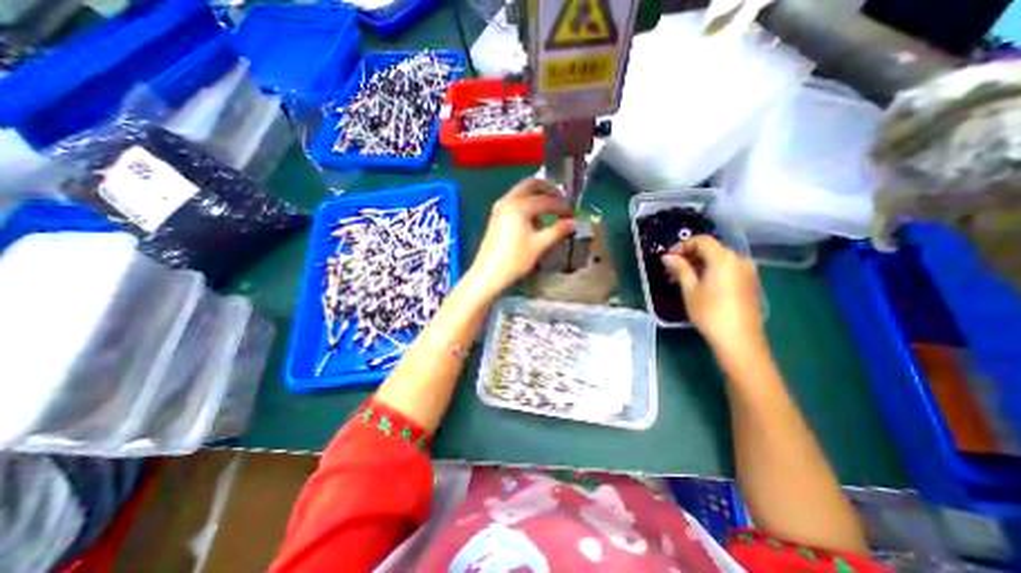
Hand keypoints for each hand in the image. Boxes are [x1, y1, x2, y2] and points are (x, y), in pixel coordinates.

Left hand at [463, 179, 572, 298]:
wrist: (488, 274)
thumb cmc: (515, 260)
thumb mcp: (539, 245)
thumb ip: (557, 231)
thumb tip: (574, 222)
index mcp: (519, 205)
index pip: (546, 200)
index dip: (562, 206)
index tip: (573, 214)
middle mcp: (508, 200)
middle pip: (531, 184)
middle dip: (548, 190)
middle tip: (562, 200)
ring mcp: (500, 207)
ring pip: (521, 191)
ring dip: (537, 195)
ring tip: (551, 209)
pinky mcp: (496, 215)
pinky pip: (514, 200)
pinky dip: (527, 203)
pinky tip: (534, 218)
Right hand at [657, 236, 759, 347]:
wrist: (739, 340)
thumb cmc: (709, 312)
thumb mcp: (690, 289)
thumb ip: (680, 269)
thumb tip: (667, 257)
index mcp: (724, 258)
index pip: (702, 241)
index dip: (682, 246)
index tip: (668, 258)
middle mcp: (739, 260)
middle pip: (711, 249)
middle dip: (689, 256)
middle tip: (672, 270)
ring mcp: (747, 272)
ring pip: (719, 260)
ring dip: (699, 265)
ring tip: (682, 279)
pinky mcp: (750, 284)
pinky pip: (727, 270)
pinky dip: (711, 272)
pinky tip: (700, 285)